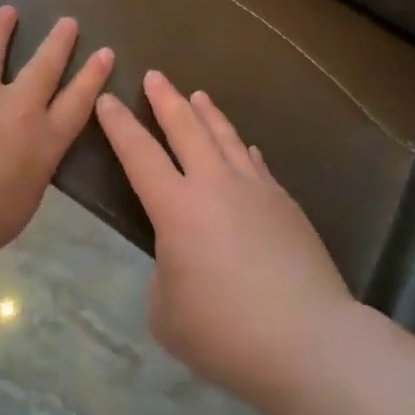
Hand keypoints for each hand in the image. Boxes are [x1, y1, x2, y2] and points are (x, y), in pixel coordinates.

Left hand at [0, 6, 113, 279]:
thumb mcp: (21, 208)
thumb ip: (32, 172)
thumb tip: (31, 152)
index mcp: (40, 141)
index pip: (77, 102)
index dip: (93, 76)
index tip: (105, 52)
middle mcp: (13, 106)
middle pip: (44, 66)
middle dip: (59, 41)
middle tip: (67, 21)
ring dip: (1, 29)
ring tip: (7, 12)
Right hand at [96, 72, 354, 413]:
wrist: (308, 339)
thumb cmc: (225, 332)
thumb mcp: (167, 313)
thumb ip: (166, 275)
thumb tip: (184, 257)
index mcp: (176, 208)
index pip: (138, 154)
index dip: (119, 125)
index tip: (106, 98)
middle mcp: (214, 185)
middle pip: (186, 128)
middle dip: (166, 99)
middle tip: (155, 76)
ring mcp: (255, 189)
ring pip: (225, 136)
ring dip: (207, 113)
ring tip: (198, 95)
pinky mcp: (285, 203)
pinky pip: (257, 164)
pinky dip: (244, 150)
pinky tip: (246, 147)